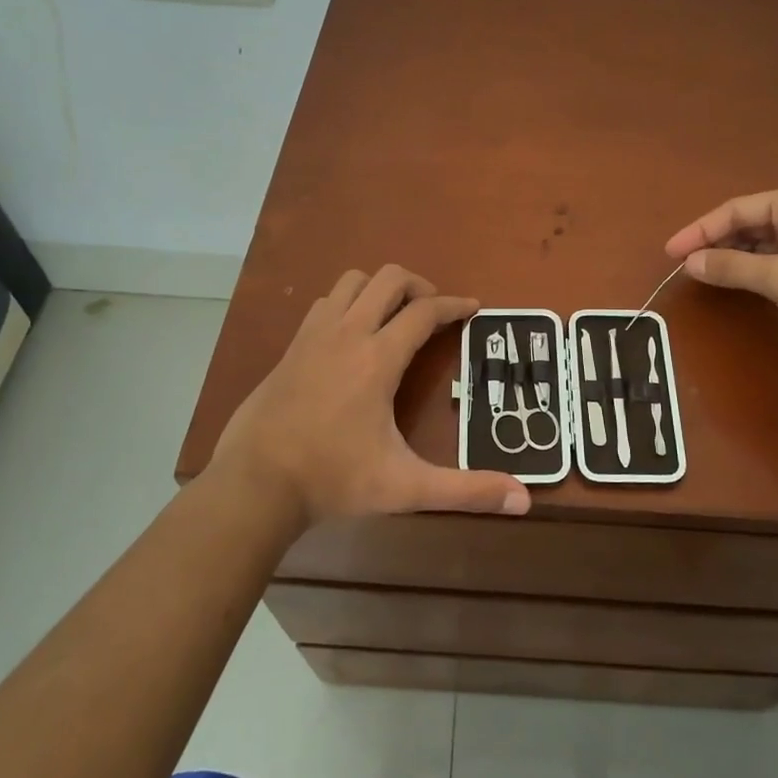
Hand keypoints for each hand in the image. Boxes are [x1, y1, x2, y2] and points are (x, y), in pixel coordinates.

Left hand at [211, 265, 530, 526]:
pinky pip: (326, 303)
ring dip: (380, 289)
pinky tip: (353, 335)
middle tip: (435, 313)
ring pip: (353, 282)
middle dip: (420, 286)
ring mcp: (314, 335)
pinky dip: (348, 303)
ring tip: (396, 317)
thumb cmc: (333, 479)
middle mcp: (347, 334)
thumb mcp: (406, 487)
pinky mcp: (292, 346)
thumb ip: (465, 491)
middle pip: (388, 278)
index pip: (425, 312)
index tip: (474, 308)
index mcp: (378, 358)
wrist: (255, 483)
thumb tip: (522, 499)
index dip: (455, 305)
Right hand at [664, 187, 777, 363]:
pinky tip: (731, 284)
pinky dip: (750, 273)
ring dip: (732, 259)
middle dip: (715, 242)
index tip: (672, 251)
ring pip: (760, 245)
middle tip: (682, 264)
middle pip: (748, 224)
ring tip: (699, 274)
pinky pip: (773, 265)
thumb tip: (689, 263)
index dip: (702, 229)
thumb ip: (733, 268)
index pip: (739, 209)